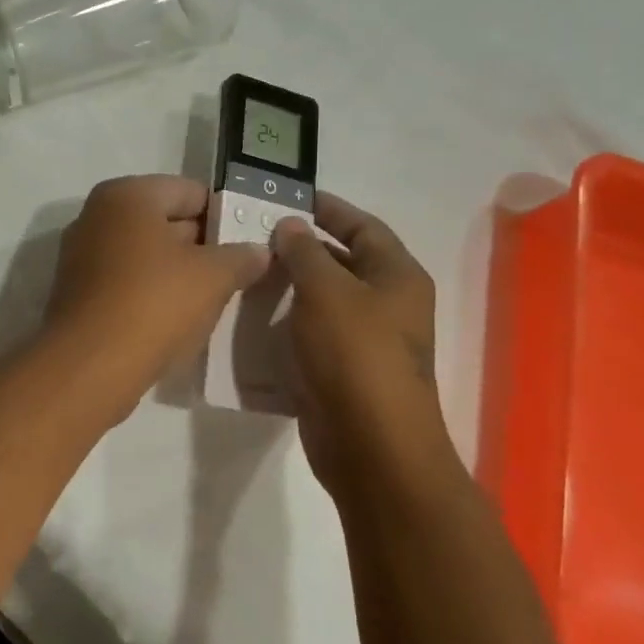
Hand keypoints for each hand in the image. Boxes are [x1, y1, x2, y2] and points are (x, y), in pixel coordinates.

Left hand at [45, 176, 269, 411]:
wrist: (90, 365)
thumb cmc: (154, 303)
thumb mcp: (213, 277)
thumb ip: (241, 257)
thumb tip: (259, 251)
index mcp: (127, 196)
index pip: (190, 192)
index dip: (225, 215)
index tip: (250, 241)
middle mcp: (97, 217)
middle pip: (164, 222)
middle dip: (202, 246)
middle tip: (239, 271)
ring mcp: (82, 257)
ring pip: (145, 256)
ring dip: (178, 273)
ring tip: (214, 298)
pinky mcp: (77, 295)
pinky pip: (127, 283)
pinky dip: (152, 294)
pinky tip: (178, 319)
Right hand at [273, 194, 468, 510]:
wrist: (370, 444)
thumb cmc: (354, 354)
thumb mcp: (326, 291)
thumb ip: (304, 252)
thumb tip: (291, 225)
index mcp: (397, 276)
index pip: (363, 226)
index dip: (329, 208)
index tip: (289, 198)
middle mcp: (388, 304)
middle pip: (343, 263)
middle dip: (302, 249)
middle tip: (254, 237)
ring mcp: (366, 342)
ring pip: (324, 302)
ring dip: (289, 289)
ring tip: (246, 275)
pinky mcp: (343, 372)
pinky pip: (312, 337)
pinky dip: (286, 326)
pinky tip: (252, 322)